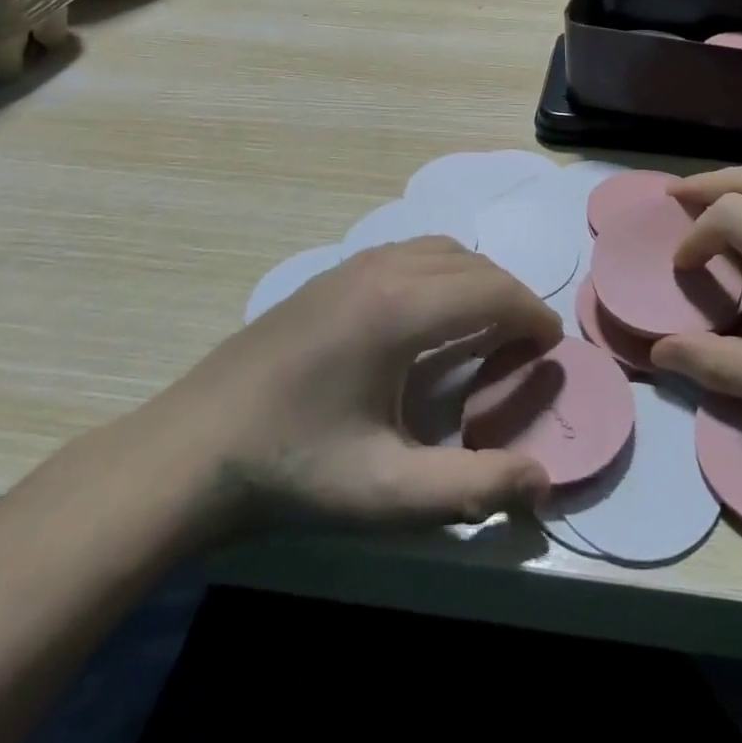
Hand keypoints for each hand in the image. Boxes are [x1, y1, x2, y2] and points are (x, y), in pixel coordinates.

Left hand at [124, 239, 562, 544]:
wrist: (189, 450)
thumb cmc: (291, 469)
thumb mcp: (385, 492)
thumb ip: (472, 487)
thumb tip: (542, 481)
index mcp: (401, 309)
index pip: (493, 291)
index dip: (532, 315)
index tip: (552, 347)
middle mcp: (383, 269)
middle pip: (473, 264)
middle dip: (511, 296)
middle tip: (526, 343)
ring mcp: (352, 265)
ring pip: (441, 250)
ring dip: (476, 279)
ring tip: (485, 326)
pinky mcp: (331, 274)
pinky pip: (408, 252)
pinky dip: (441, 271)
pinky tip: (429, 316)